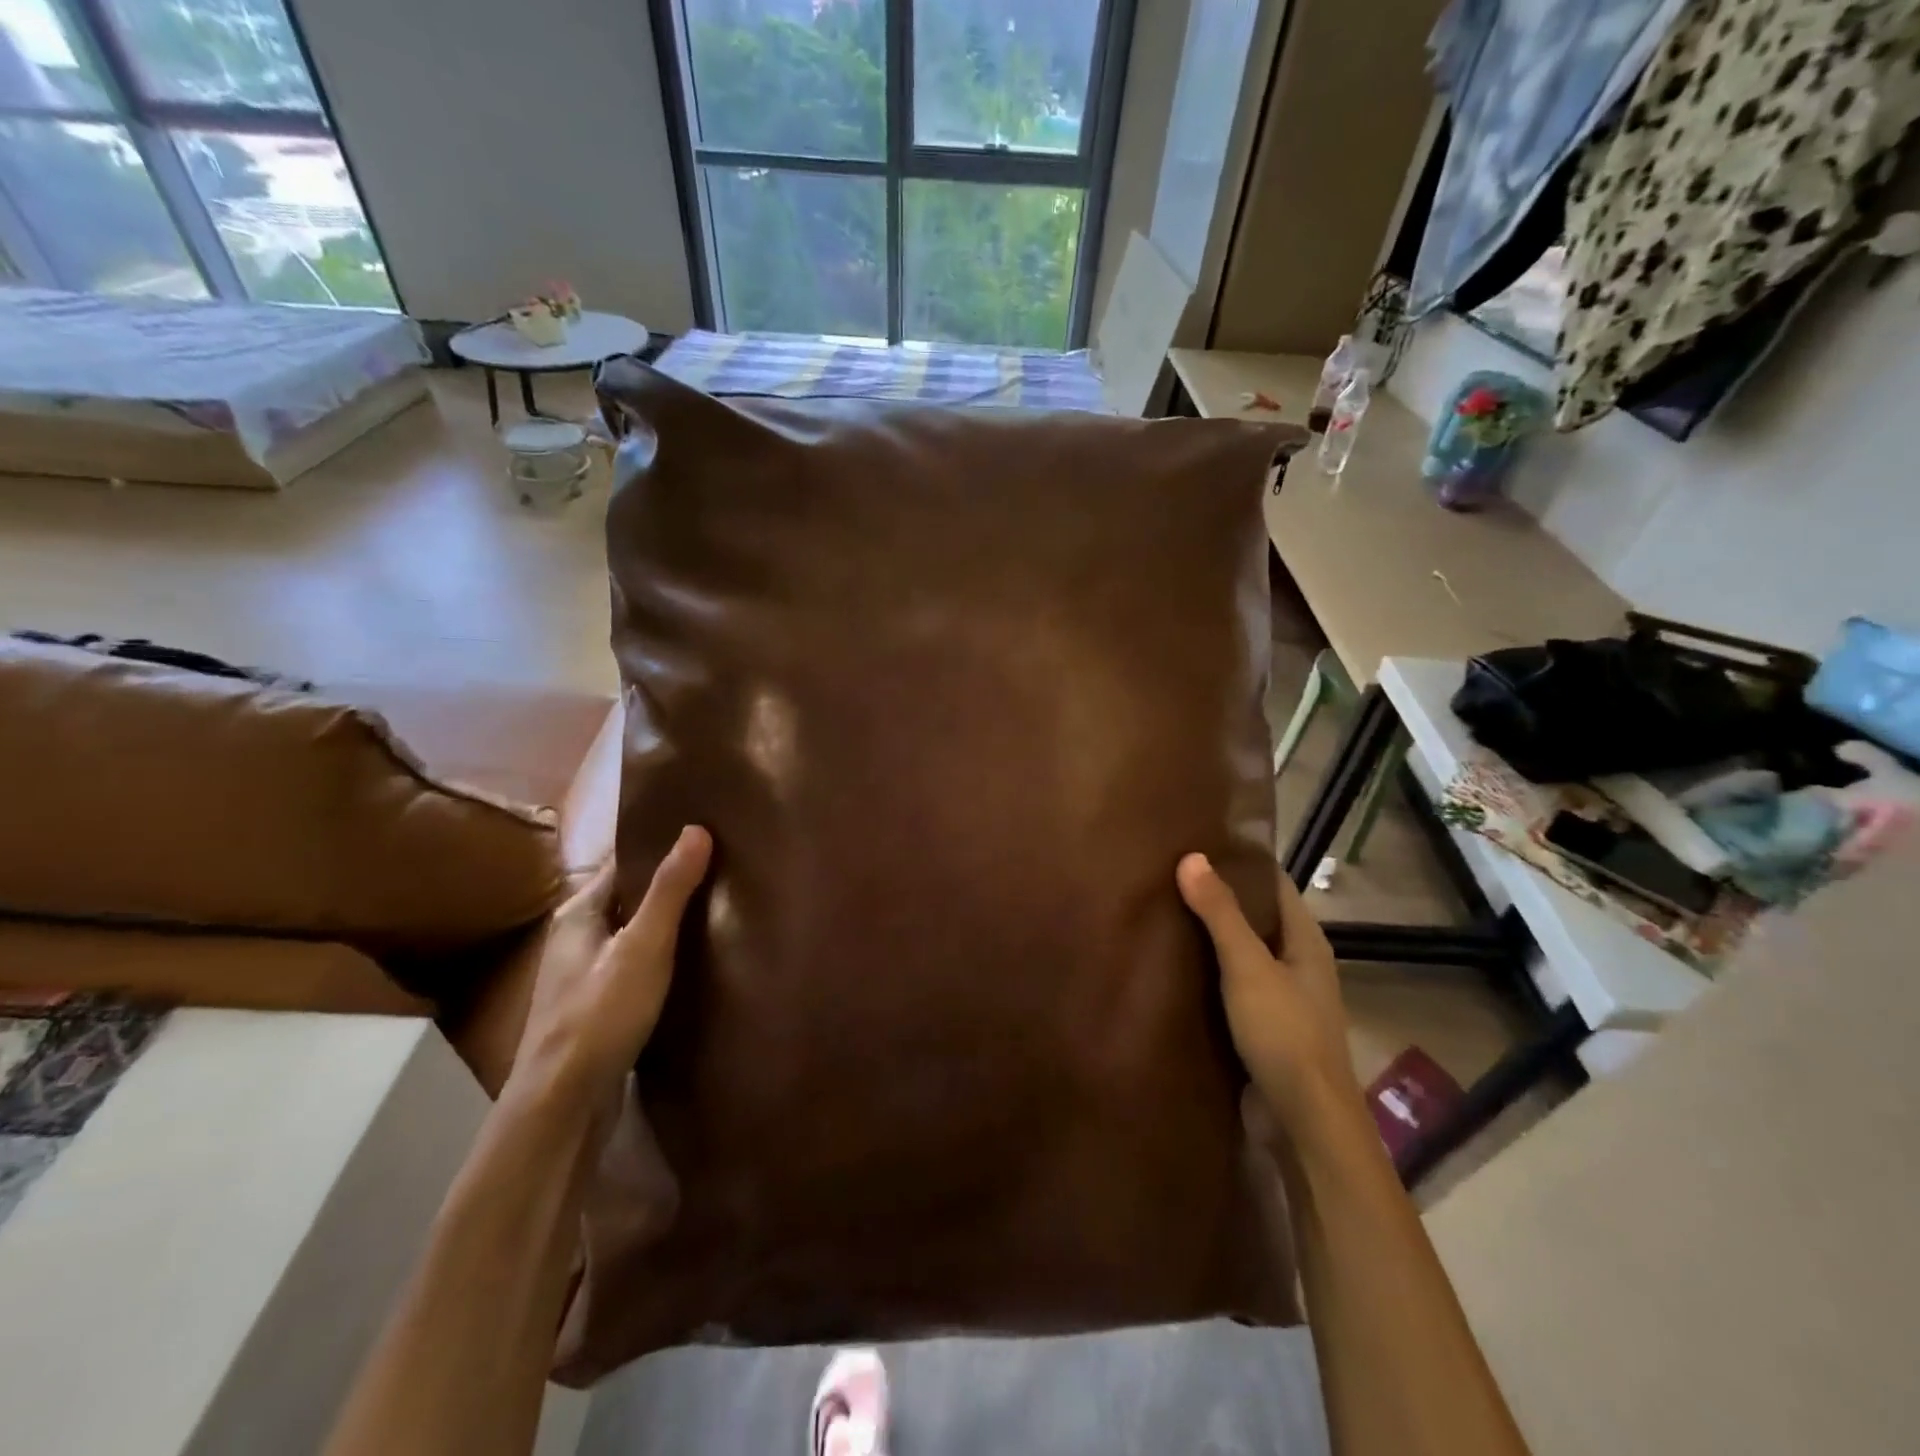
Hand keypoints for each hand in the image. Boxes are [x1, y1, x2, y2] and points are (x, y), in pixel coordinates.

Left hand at [507, 826, 712, 1114]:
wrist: (561, 1107)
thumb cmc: (600, 1016)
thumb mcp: (643, 947)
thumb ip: (670, 890)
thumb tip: (697, 828)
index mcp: (578, 913)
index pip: (623, 862)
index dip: (661, 846)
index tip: (706, 834)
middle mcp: (576, 937)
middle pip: (629, 897)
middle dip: (669, 884)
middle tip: (723, 870)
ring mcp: (584, 975)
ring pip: (632, 933)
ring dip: (667, 923)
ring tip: (718, 910)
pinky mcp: (597, 1007)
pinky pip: (635, 964)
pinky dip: (662, 956)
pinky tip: (693, 962)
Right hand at [1176, 853, 1362, 1134]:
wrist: (1303, 1123)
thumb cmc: (1283, 1033)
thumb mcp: (1248, 966)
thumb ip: (1220, 913)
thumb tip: (1191, 856)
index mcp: (1305, 941)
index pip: (1274, 885)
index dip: (1241, 862)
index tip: (1198, 843)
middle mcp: (1297, 964)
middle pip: (1256, 918)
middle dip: (1218, 898)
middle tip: (1168, 875)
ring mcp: (1281, 998)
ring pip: (1241, 954)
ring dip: (1210, 937)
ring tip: (1162, 913)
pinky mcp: (1262, 1028)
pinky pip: (1231, 987)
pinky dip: (1207, 973)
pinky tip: (1173, 967)